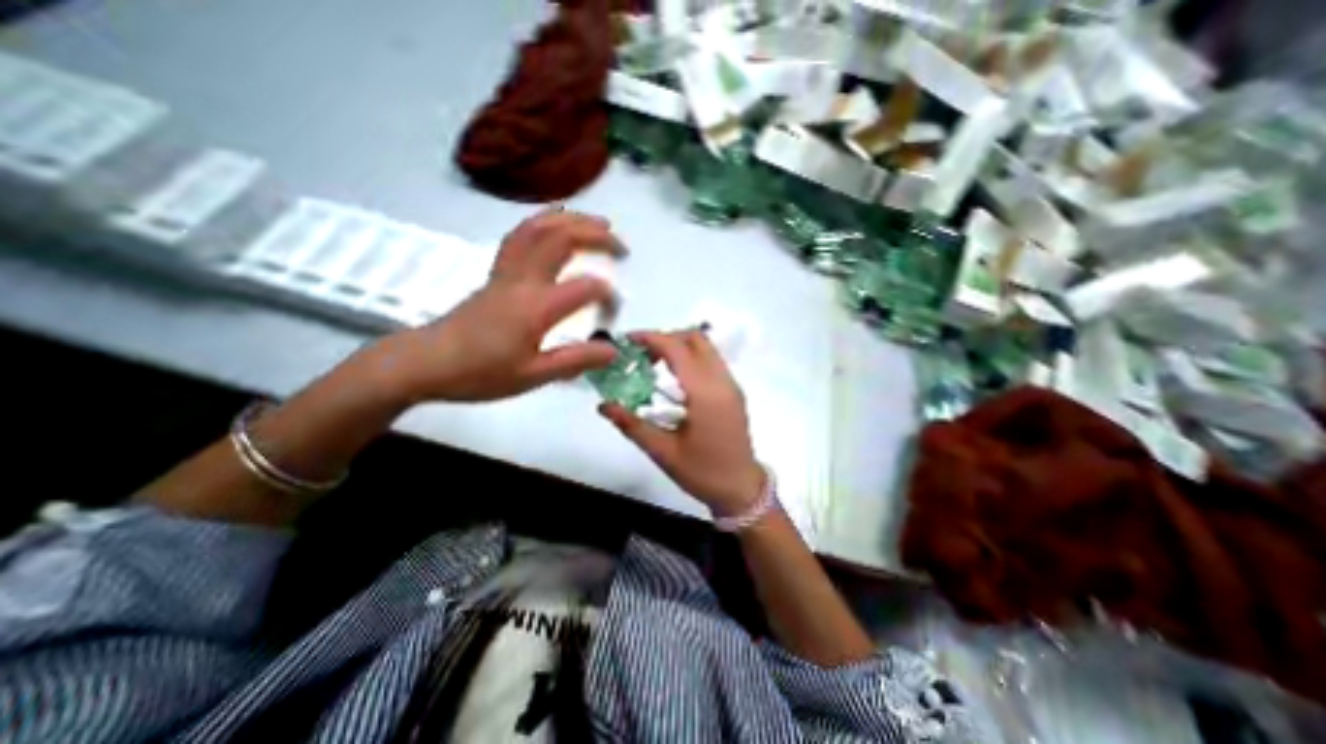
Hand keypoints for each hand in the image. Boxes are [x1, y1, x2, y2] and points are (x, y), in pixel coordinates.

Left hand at [367, 209, 622, 404]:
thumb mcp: (533, 376)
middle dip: (597, 236)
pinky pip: (521, 235)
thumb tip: (613, 351)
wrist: (426, 363)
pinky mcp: (497, 273)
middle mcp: (522, 280)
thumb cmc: (480, 374)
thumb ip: (576, 360)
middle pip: (561, 238)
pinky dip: (544, 222)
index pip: (586, 288)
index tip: (614, 314)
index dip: (609, 296)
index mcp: (536, 307)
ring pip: (538, 228)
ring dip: (572, 220)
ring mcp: (506, 272)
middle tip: (622, 247)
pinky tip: (557, 226)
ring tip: (597, 224)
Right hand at [602, 332, 766, 516]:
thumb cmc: (703, 472)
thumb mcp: (663, 452)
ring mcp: (731, 385)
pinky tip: (674, 380)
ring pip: (706, 348)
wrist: (741, 489)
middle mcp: (722, 381)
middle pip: (696, 338)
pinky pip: (711, 361)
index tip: (627, 341)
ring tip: (653, 364)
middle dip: (666, 338)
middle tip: (641, 354)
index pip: (677, 349)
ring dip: (679, 347)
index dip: (651, 338)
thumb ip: (632, 425)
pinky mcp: (734, 392)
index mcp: (705, 393)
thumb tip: (603, 405)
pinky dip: (691, 358)